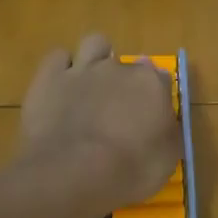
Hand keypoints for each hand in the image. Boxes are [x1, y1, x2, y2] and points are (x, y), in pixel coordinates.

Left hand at [21, 34, 179, 217]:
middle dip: (124, 82)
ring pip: (95, 44)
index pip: (160, 78)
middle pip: (127, 64)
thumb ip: (167, 131)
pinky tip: (61, 86)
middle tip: (117, 110)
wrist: (72, 173)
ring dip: (96, 58)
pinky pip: (58, 57)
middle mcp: (119, 68)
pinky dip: (61, 67)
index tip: (150, 116)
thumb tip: (164, 118)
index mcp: (151, 84)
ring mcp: (82, 69)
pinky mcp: (49, 78)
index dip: (154, 95)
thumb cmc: (128, 170)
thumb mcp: (166, 159)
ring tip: (91, 83)